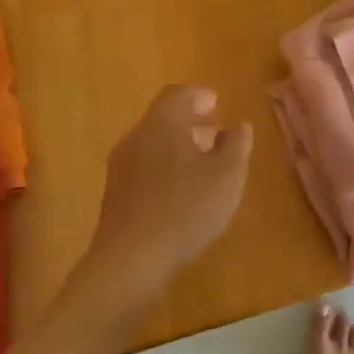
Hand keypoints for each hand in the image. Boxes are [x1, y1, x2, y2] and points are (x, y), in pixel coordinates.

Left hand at [80, 86, 251, 315]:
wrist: (130, 260)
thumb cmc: (185, 209)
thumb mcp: (226, 176)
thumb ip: (236, 145)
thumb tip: (239, 125)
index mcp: (162, 122)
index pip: (178, 94)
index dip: (198, 96)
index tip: (216, 104)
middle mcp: (137, 136)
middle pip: (163, 118)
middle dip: (190, 123)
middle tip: (215, 134)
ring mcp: (121, 166)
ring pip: (153, 143)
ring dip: (178, 147)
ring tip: (203, 166)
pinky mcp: (115, 194)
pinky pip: (143, 167)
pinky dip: (165, 167)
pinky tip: (181, 193)